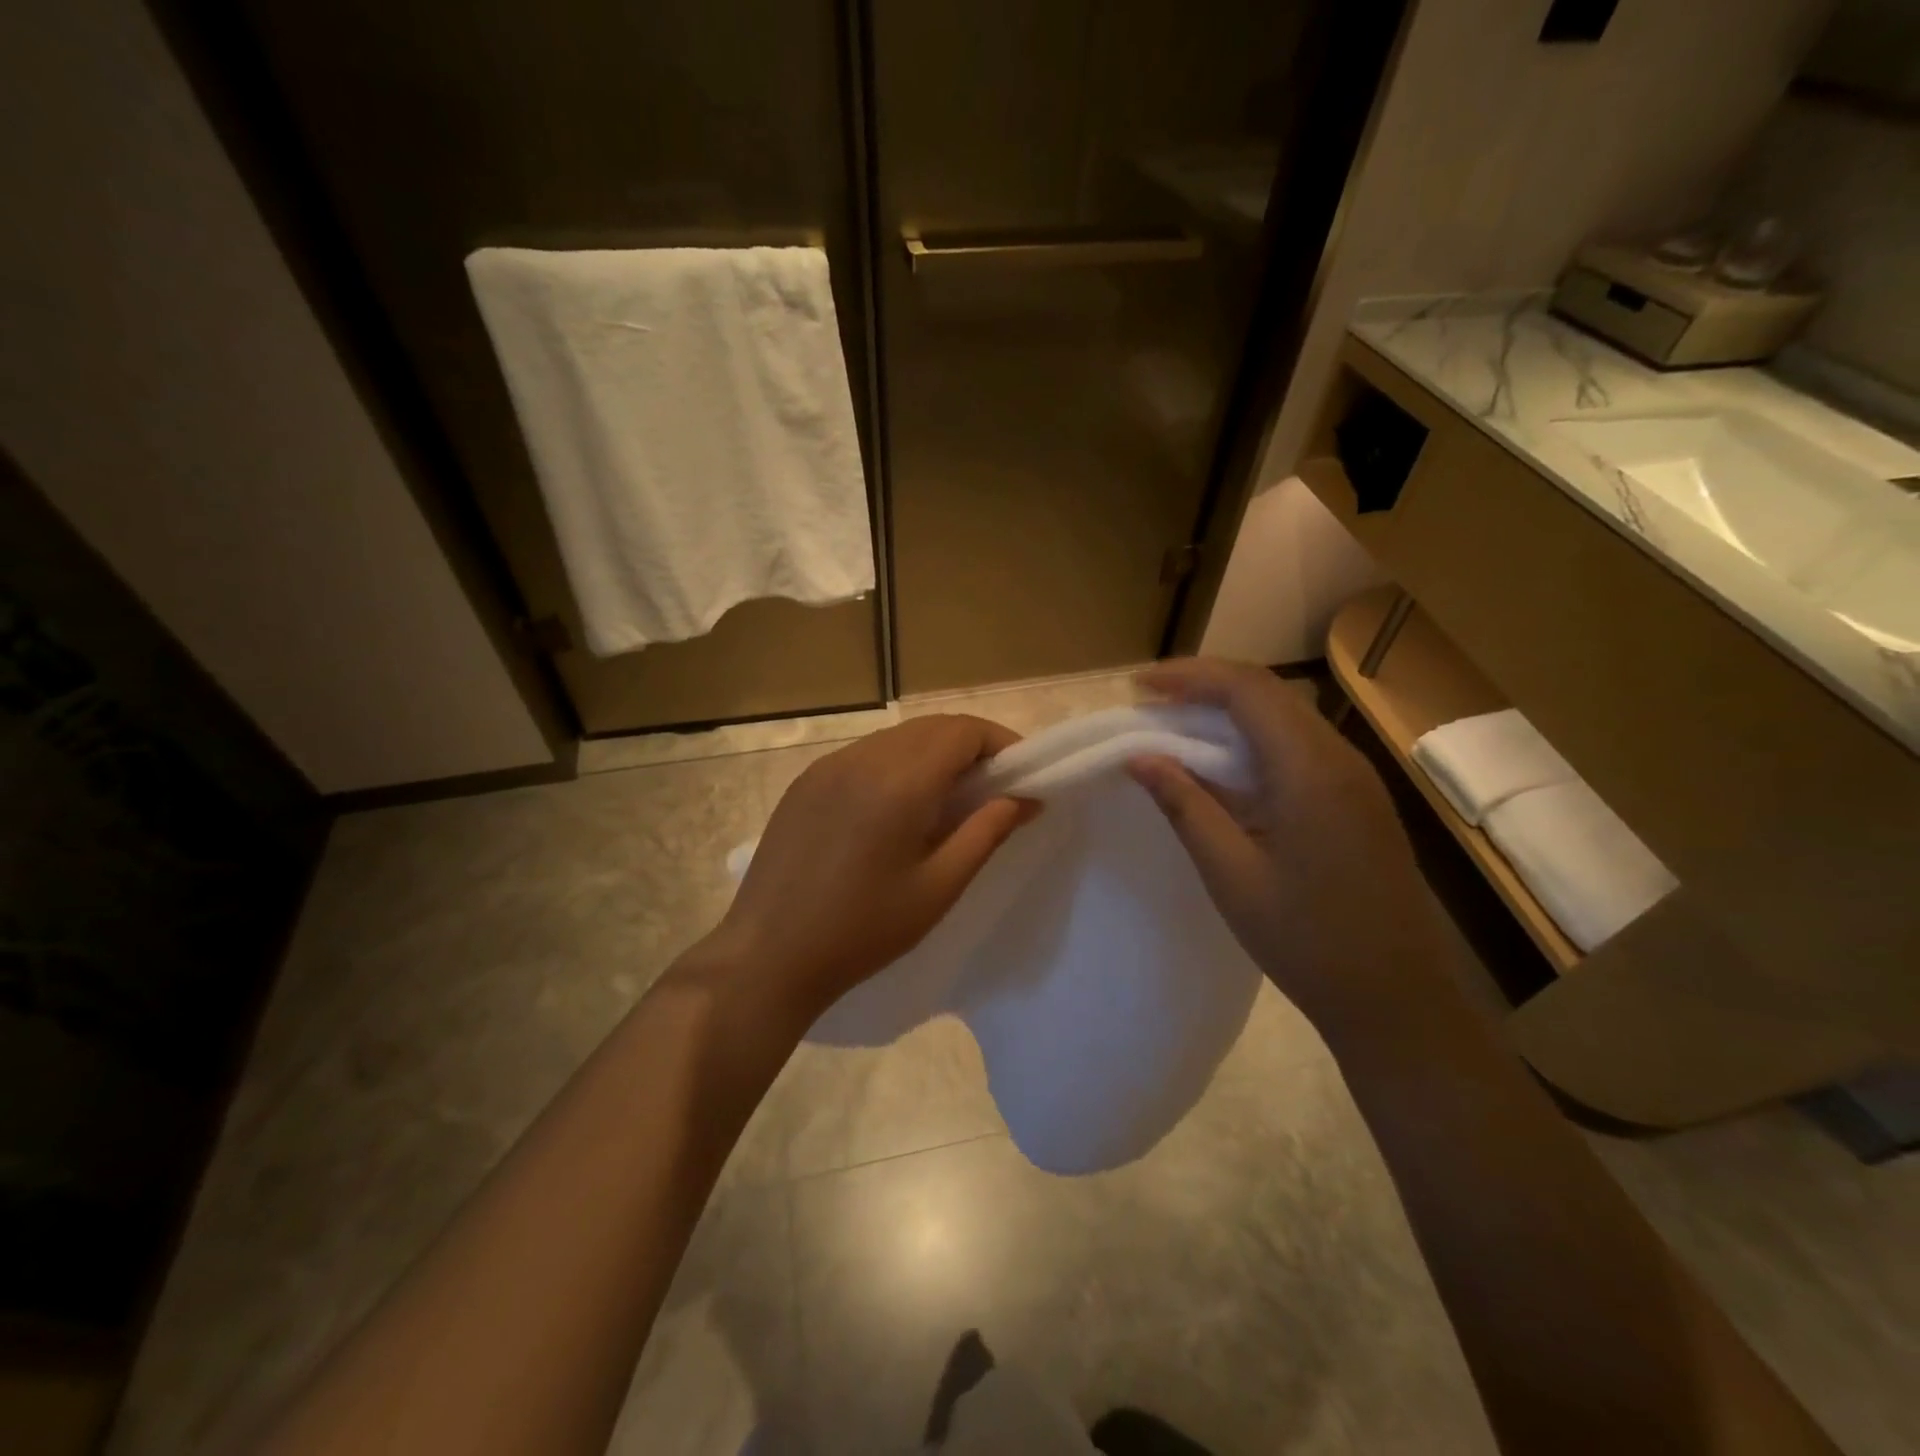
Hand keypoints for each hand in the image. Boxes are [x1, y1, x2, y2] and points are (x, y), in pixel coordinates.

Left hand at [708, 715, 1037, 1021]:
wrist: (768, 956)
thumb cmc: (863, 931)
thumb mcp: (938, 888)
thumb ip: (986, 833)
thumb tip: (1025, 798)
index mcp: (899, 783)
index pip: (962, 731)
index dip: (1000, 742)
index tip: (1020, 774)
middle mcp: (862, 759)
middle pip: (931, 727)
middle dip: (970, 746)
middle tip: (991, 789)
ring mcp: (827, 766)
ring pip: (897, 738)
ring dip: (933, 753)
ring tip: (947, 800)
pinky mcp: (805, 781)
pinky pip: (865, 755)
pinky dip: (896, 764)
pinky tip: (896, 808)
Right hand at [1128, 658, 1448, 1026]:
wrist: (1396, 1001)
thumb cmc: (1307, 941)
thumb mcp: (1231, 874)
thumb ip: (1185, 805)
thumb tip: (1138, 756)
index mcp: (1311, 770)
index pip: (1247, 689)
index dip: (1189, 676)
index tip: (1138, 686)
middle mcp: (1341, 758)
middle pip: (1268, 693)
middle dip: (1204, 687)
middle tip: (1149, 703)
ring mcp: (1356, 778)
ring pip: (1285, 717)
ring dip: (1228, 712)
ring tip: (1174, 729)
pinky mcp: (1358, 799)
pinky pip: (1299, 747)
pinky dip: (1252, 741)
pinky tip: (1222, 767)